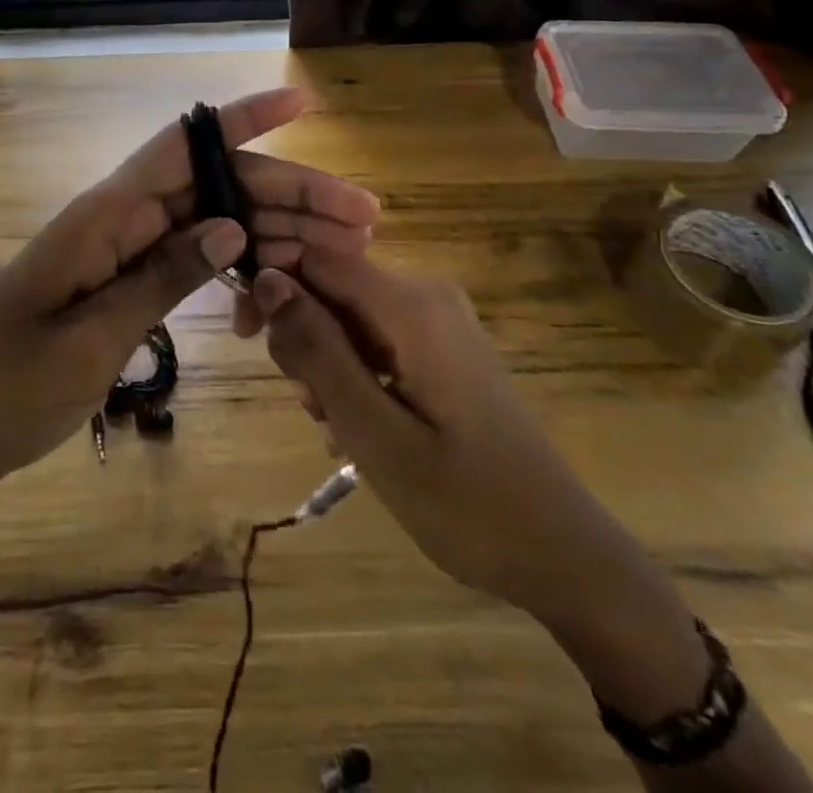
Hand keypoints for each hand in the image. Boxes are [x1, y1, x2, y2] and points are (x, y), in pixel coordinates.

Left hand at [0, 88, 379, 494]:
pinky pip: (185, 260)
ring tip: (341, 250)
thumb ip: (161, 278)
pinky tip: (274, 280)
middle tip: (362, 218)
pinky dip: (232, 265)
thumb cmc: (2, 388)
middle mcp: (115, 222)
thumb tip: (233, 223)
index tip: (301, 106)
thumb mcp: (88, 339)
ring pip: (207, 223)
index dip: (244, 120)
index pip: (183, 146)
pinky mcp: (116, 288)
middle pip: (212, 187)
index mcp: (103, 217)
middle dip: (287, 193)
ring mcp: (116, 255)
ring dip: (271, 229)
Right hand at [247, 251, 621, 623]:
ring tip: (340, 432)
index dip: (273, 286)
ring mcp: (439, 322)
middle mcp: (426, 296)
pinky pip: (378, 342)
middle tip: (312, 410)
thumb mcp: (373, 432)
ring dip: (328, 368)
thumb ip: (316, 351)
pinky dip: (357, 378)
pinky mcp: (444, 349)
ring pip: (350, 320)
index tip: (248, 339)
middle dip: (304, 341)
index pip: (316, 258)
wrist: (564, 554)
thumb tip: (267, 278)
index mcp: (411, 305)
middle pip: (332, 289)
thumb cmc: (466, 503)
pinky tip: (362, 431)